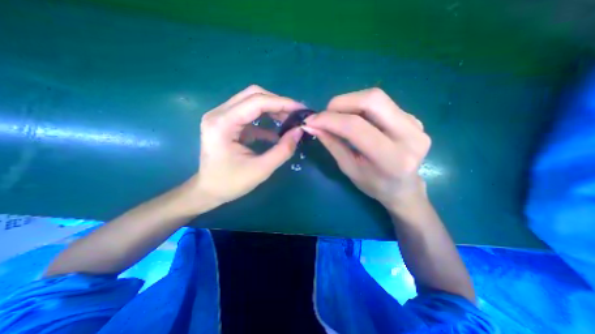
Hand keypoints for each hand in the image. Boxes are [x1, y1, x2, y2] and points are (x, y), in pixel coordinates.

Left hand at [186, 85, 305, 207]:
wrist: (208, 191)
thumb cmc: (231, 183)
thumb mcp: (261, 169)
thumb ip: (283, 150)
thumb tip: (299, 131)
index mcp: (223, 124)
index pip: (256, 101)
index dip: (282, 103)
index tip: (301, 110)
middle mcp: (219, 114)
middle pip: (253, 95)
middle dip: (278, 103)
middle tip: (295, 115)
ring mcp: (221, 117)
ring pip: (252, 101)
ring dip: (272, 109)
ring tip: (289, 121)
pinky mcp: (226, 123)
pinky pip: (249, 114)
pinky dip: (265, 119)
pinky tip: (276, 132)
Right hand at [304, 88, 429, 208]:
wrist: (404, 187)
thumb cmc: (374, 185)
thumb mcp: (349, 168)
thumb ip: (332, 144)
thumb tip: (312, 125)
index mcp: (392, 159)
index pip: (356, 127)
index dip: (329, 120)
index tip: (311, 120)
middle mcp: (409, 136)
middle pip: (372, 100)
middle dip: (341, 103)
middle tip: (325, 114)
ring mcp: (415, 123)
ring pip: (376, 97)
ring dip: (349, 103)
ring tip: (337, 117)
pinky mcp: (413, 117)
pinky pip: (381, 103)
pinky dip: (360, 107)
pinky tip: (353, 119)